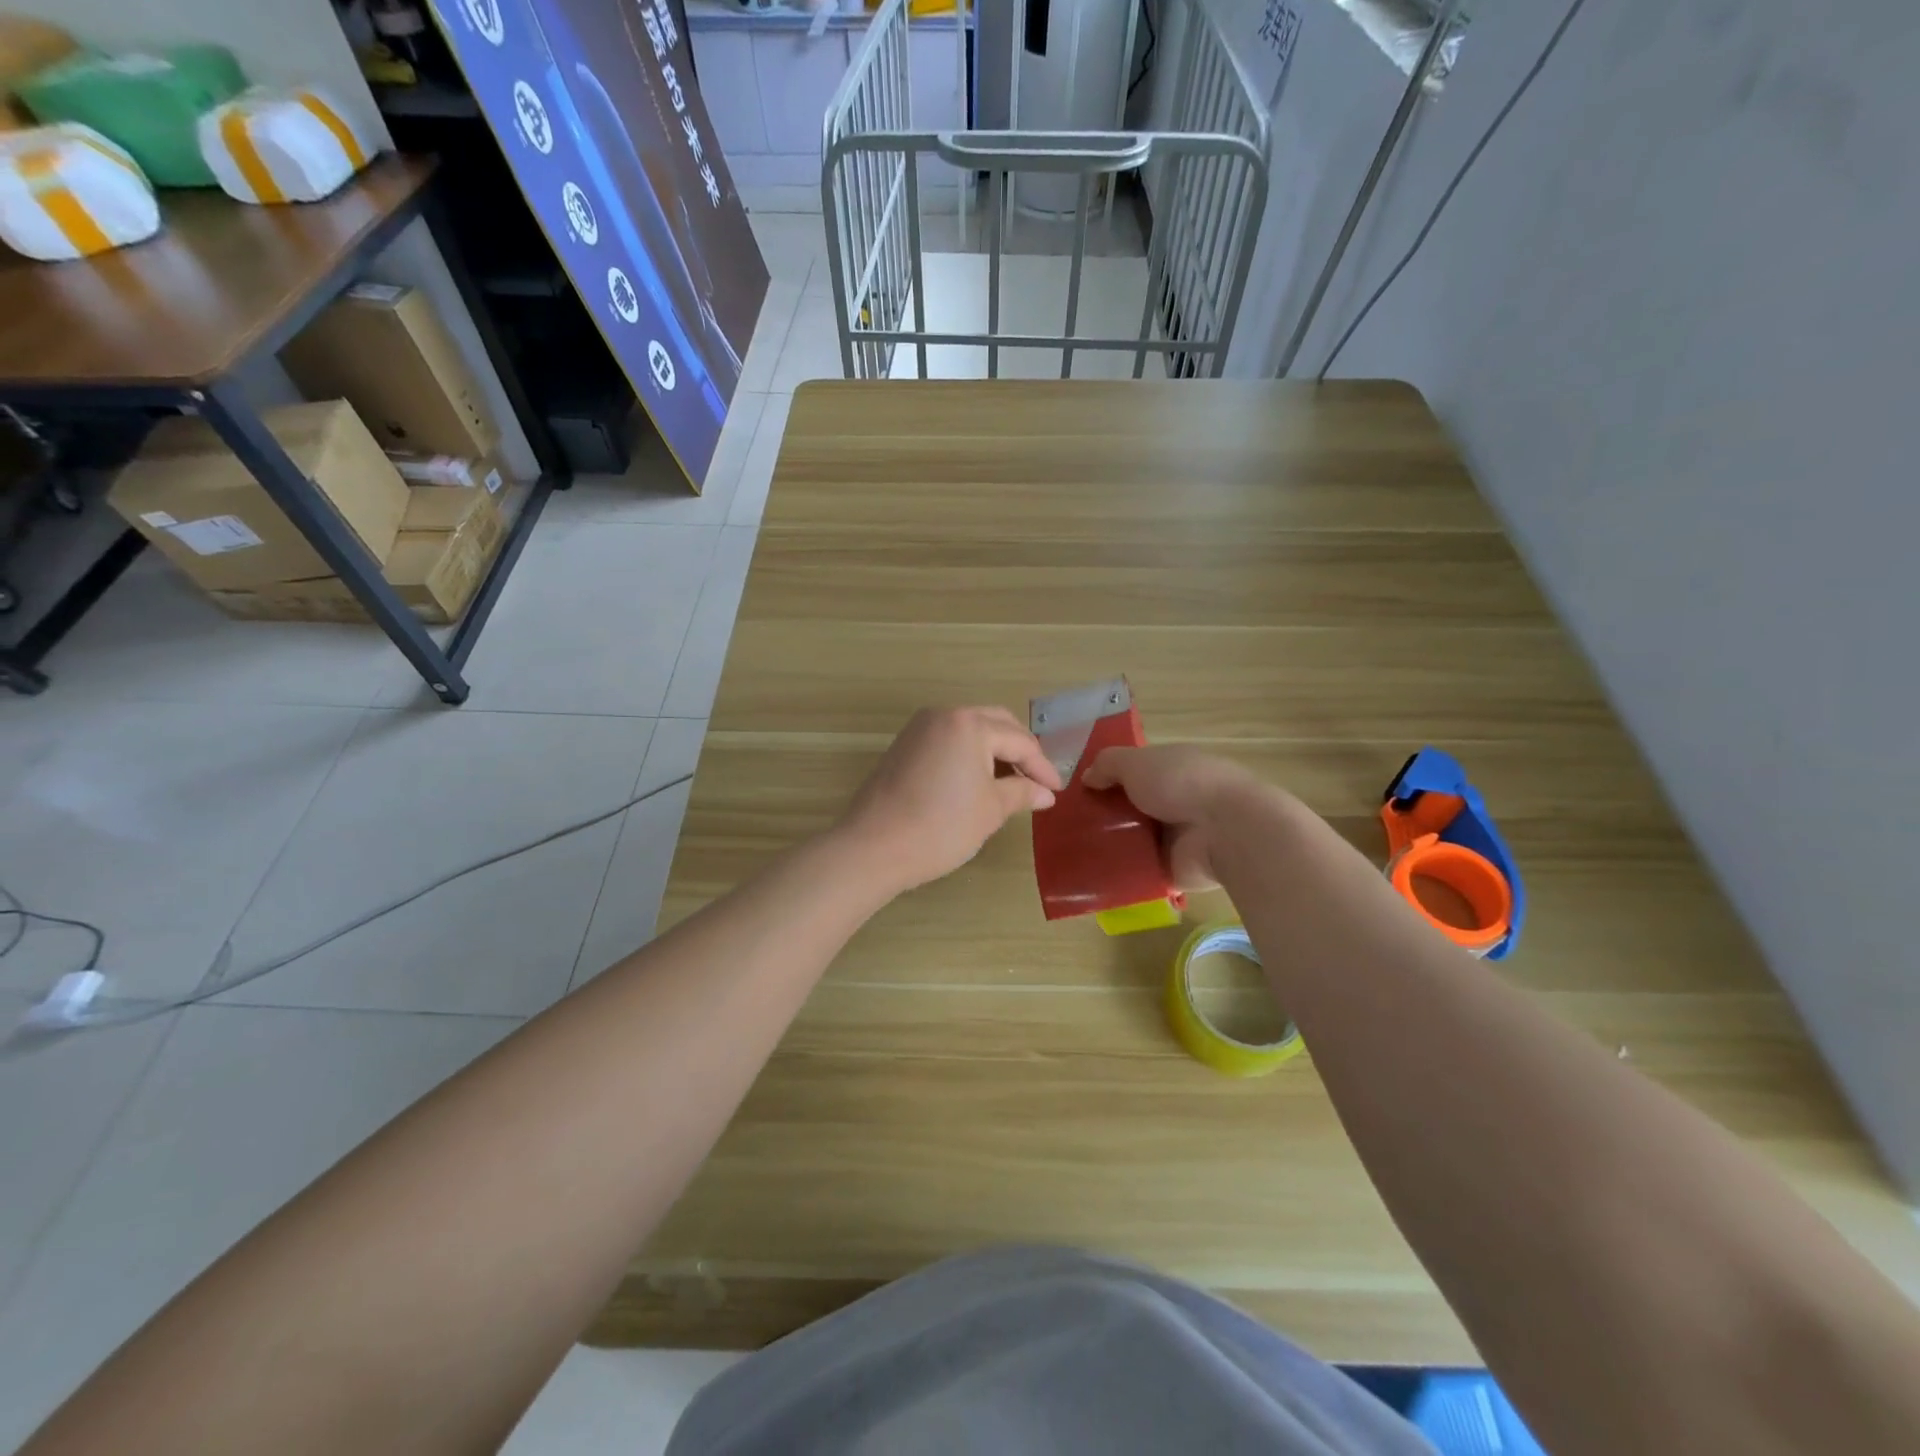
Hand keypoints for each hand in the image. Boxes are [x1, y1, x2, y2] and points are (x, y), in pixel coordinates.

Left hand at [836, 707, 1062, 893]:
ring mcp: (919, 728)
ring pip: (970, 730)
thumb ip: (1022, 793)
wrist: (873, 847)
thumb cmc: (940, 827)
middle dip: (1019, 751)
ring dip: (994, 751)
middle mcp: (944, 715)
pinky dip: (969, 755)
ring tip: (1011, 783)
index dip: (1042, 767)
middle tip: (1037, 781)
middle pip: (995, 724)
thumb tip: (1045, 793)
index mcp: (969, 724)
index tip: (1056, 791)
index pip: (1019, 741)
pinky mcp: (904, 746)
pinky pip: (948, 740)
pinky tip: (977, 781)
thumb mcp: (990, 810)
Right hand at [1081, 744, 1268, 890]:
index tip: (1077, 792)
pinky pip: (1139, 871)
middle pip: (1130, 808)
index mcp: (1171, 770)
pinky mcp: (1174, 870)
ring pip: (1133, 840)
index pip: (1134, 772)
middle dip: (1103, 815)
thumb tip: (1087, 778)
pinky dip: (1119, 873)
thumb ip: (1108, 765)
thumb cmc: (1181, 783)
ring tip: (1073, 852)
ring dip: (1109, 845)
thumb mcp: (1137, 761)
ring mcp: (1176, 838)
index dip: (1106, 779)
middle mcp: (1174, 801)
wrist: (1227, 831)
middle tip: (1067, 826)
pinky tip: (1089, 876)